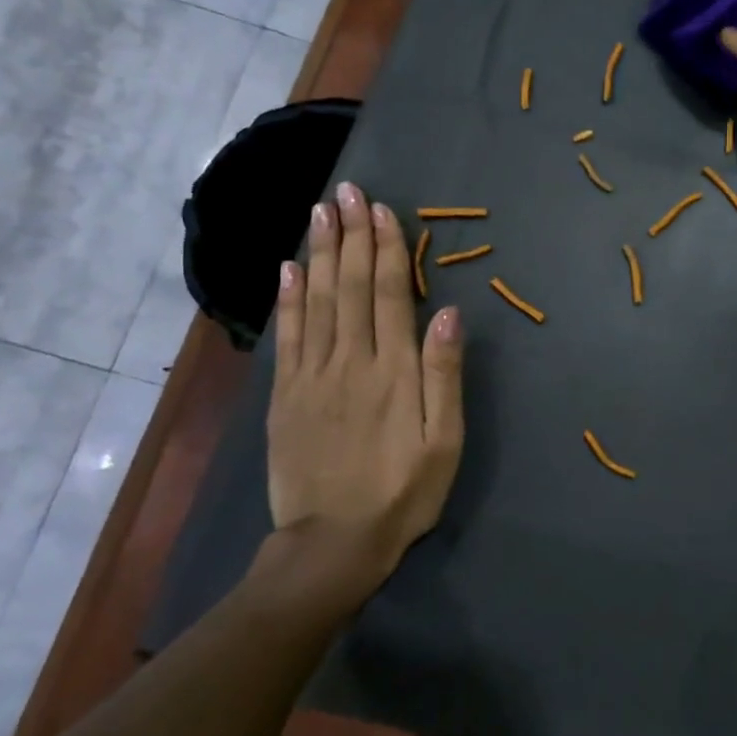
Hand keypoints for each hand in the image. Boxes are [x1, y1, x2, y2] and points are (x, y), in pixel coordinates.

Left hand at [264, 181, 464, 616]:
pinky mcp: (286, 395)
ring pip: (316, 301)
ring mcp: (312, 376)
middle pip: (350, 286)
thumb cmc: (403, 492)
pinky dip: (288, 298)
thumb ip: (446, 375)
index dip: (385, 248)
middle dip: (350, 236)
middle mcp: (351, 360)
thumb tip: (450, 313)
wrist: (334, 543)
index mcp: (394, 370)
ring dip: (318, 253)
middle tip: (346, 191)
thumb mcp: (444, 441)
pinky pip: (287, 336)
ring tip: (319, 212)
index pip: (389, 294)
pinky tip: (289, 268)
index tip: (380, 209)